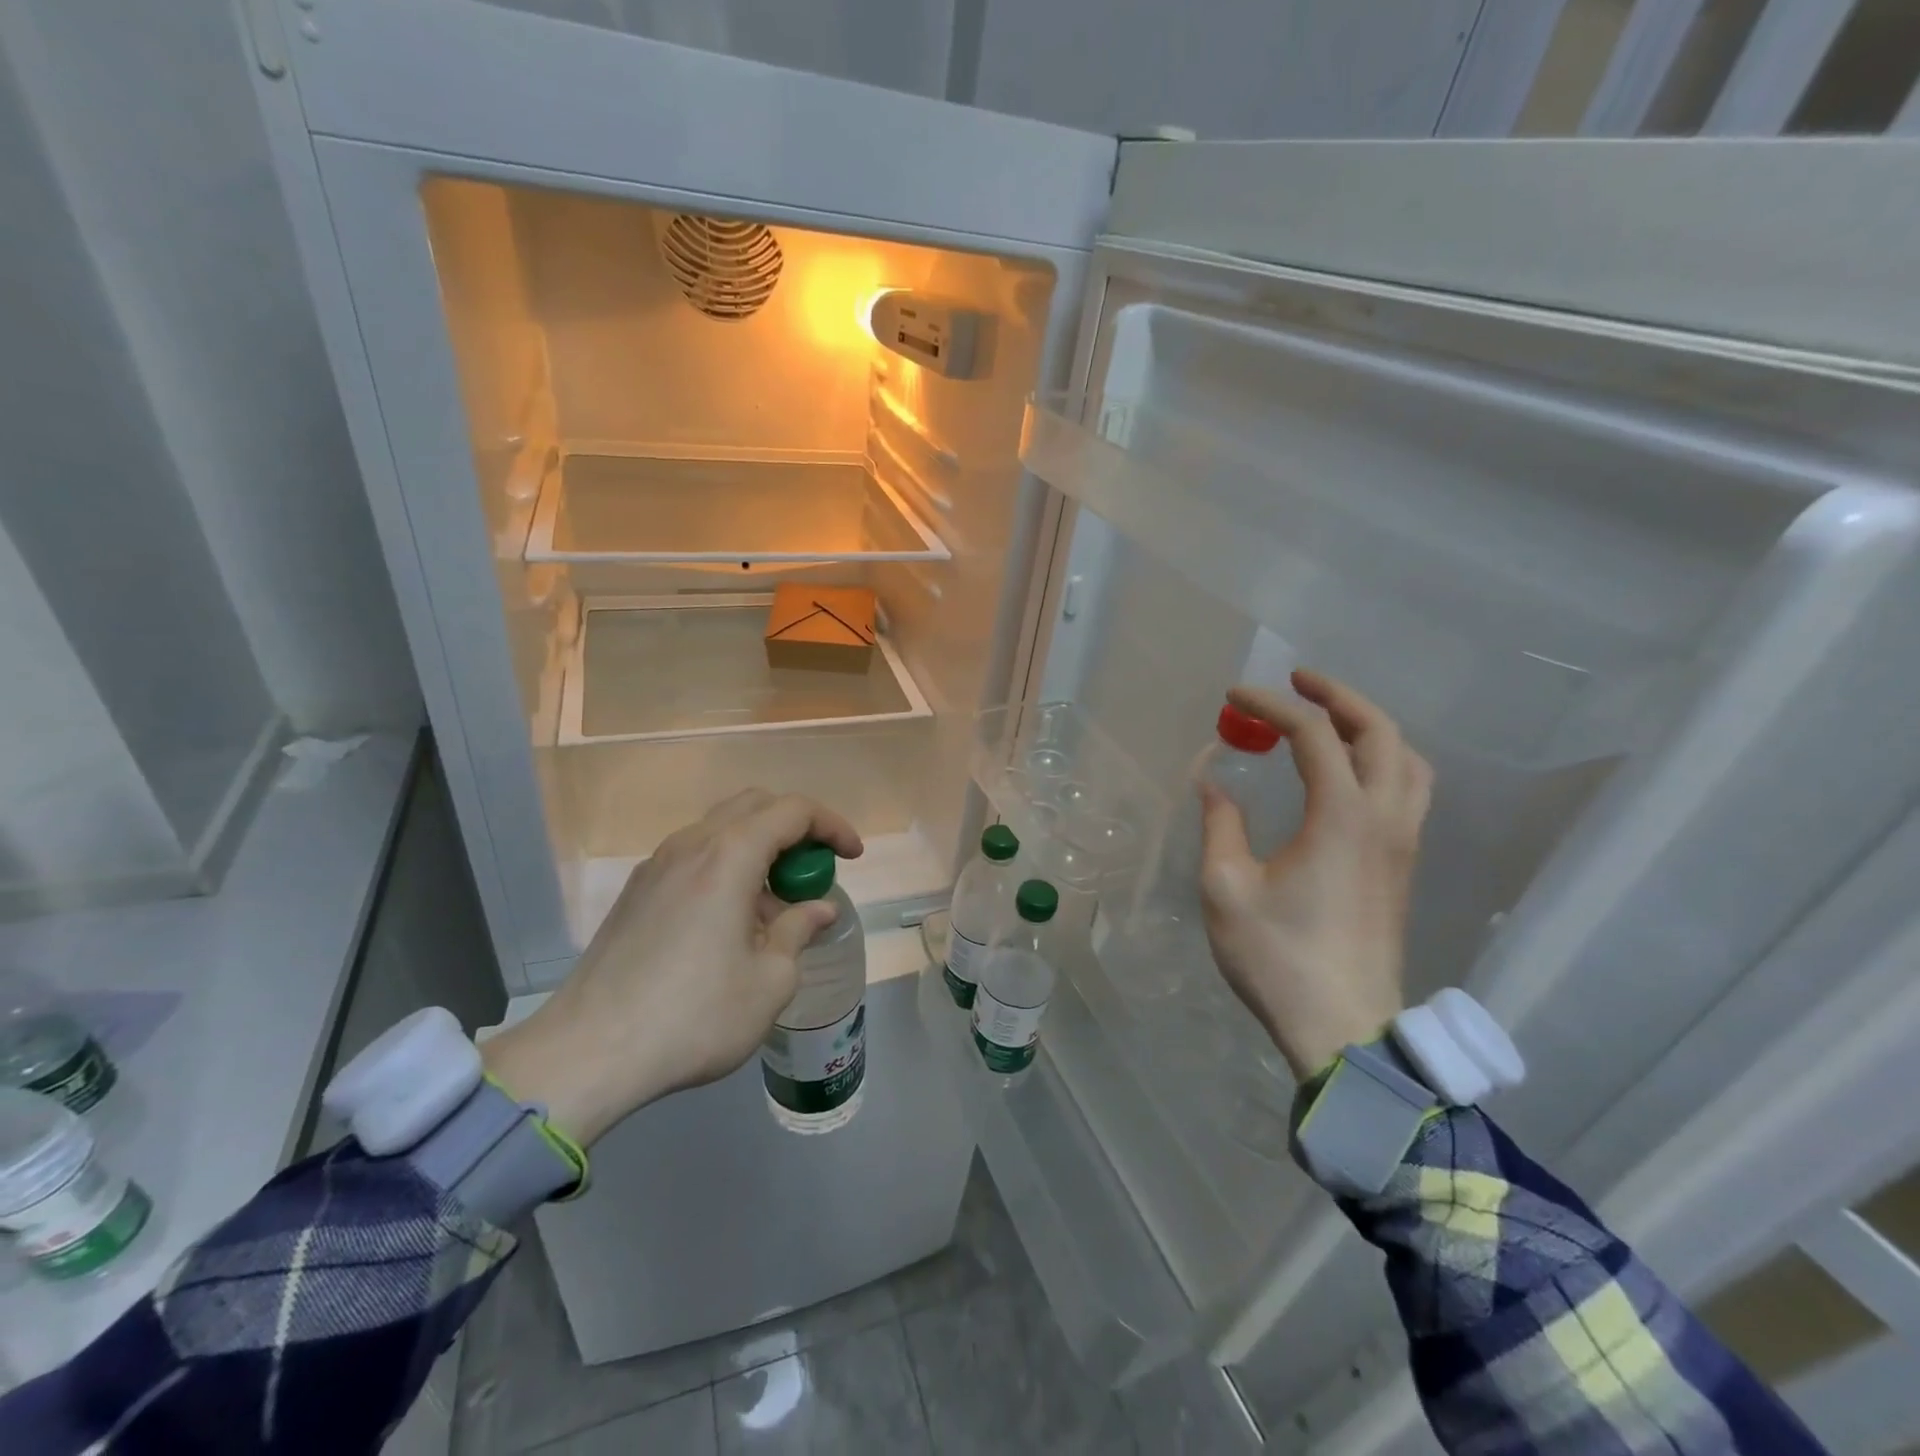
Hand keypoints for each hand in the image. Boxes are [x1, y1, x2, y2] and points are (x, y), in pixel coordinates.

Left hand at [481, 790, 862, 1144]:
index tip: (852, 857)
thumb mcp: (769, 981)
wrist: (588, 1053)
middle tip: (815, 870)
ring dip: (759, 850)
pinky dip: (727, 867)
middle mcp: (690, 846)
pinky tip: (731, 921)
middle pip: (754, 806)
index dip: (831, 825)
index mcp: (728, 857)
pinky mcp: (636, 893)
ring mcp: (656, 867)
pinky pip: (694, 857)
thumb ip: (798, 931)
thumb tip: (817, 909)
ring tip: (774, 906)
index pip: (793, 811)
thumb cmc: (693, 1016)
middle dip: (795, 828)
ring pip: (721, 830)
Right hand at [1198, 670, 1430, 1080]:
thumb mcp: (1227, 888)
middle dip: (1336, 695)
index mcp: (1343, 817)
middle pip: (1379, 732)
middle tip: (1296, 682)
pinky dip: (1383, 759)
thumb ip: (1221, 825)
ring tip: (1328, 719)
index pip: (1313, 734)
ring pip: (1407, 759)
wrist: (1344, 1028)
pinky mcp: (1403, 866)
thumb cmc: (1278, 957)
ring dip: (1369, 726)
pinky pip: (1409, 789)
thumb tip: (1216, 783)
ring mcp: (1403, 843)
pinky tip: (1348, 773)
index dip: (1271, 705)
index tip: (1233, 697)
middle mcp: (1385, 819)